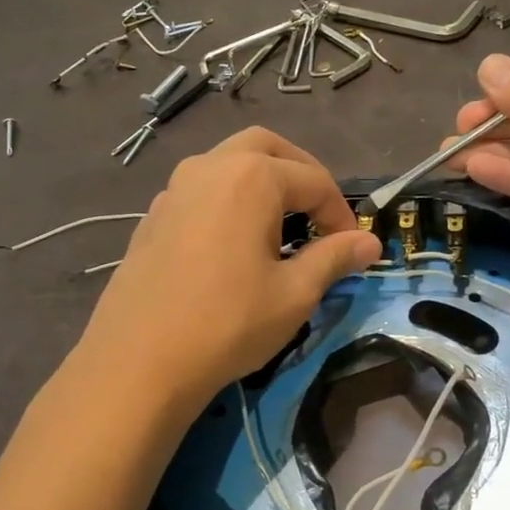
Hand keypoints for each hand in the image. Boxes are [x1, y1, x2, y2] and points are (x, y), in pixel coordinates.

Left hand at [80, 128, 380, 416]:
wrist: (138, 361)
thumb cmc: (228, 323)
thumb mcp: (294, 294)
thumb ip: (334, 258)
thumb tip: (370, 243)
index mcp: (251, 177)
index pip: (314, 181)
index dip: (341, 214)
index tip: (352, 249)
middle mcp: (210, 167)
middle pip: (267, 149)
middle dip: (300, 174)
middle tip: (318, 215)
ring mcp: (174, 188)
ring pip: (228, 163)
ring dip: (261, 182)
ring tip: (279, 227)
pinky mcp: (154, 216)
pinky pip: (201, 190)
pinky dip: (228, 200)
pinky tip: (233, 244)